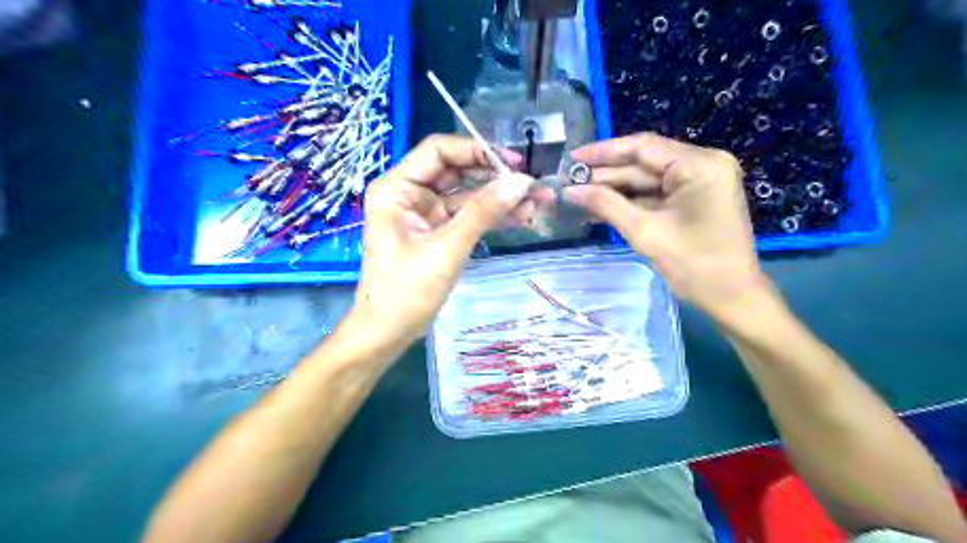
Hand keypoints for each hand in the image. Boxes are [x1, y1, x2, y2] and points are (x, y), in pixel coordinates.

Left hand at [351, 133, 541, 348]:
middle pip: (458, 171)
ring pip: (467, 195)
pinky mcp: (438, 233)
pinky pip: (468, 216)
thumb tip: (522, 182)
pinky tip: (521, 218)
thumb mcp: (447, 248)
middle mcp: (410, 194)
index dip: (476, 150)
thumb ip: (483, 212)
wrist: (388, 332)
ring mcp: (426, 214)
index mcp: (398, 188)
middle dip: (496, 177)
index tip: (514, 163)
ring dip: (500, 198)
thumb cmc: (406, 291)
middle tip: (533, 185)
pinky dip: (492, 217)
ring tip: (537, 203)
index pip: (439, 151)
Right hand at [564, 134, 775, 323]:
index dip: (603, 152)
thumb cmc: (694, 266)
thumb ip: (606, 205)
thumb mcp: (645, 233)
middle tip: (568, 183)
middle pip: (644, 163)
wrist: (733, 298)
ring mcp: (700, 181)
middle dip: (606, 175)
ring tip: (577, 196)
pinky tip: (601, 206)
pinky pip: (656, 194)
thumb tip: (569, 190)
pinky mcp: (695, 198)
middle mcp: (703, 164)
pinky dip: (630, 201)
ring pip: (647, 179)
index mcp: (699, 164)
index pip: (643, 147)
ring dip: (614, 189)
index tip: (572, 159)